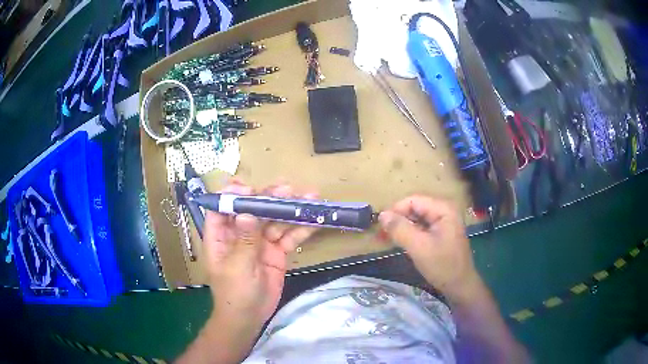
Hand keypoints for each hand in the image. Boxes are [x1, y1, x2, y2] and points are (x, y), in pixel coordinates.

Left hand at [202, 181, 318, 325]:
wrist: (250, 318)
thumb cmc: (234, 293)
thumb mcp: (238, 267)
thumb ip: (244, 240)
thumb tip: (247, 212)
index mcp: (221, 236)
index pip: (222, 209)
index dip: (233, 196)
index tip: (251, 189)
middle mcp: (240, 235)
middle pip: (253, 210)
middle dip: (270, 199)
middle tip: (289, 190)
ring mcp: (260, 243)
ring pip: (274, 221)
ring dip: (291, 210)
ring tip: (310, 198)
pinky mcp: (276, 253)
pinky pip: (288, 237)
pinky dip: (301, 229)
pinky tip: (315, 220)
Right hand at [378, 195, 478, 299]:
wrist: (460, 286)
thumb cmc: (442, 266)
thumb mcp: (419, 247)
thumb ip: (400, 229)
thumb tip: (381, 215)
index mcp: (443, 209)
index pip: (413, 200)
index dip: (395, 210)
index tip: (381, 226)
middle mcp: (444, 210)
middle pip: (415, 207)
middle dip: (398, 219)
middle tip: (382, 235)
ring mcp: (444, 221)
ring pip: (416, 217)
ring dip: (402, 227)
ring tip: (388, 239)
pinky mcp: (441, 232)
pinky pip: (421, 227)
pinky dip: (410, 233)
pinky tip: (401, 242)